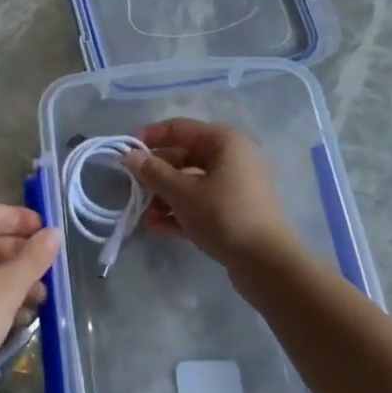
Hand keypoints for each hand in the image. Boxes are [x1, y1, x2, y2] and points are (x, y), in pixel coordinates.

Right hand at [123, 120, 300, 273]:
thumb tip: (129, 155)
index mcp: (223, 141)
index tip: (124, 153)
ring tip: (142, 215)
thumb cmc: (223, 215)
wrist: (266, 264)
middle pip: (183, 157)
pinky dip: (179, 210)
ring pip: (190, 182)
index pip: (178, 128)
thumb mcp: (181, 192)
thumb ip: (153, 172)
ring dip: (164, 196)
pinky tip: (156, 226)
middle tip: (131, 188)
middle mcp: (231, 157)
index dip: (149, 138)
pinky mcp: (234, 211)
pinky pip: (200, 202)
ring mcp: (235, 185)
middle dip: (155, 174)